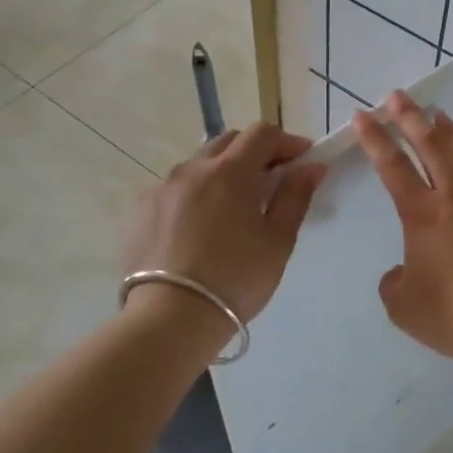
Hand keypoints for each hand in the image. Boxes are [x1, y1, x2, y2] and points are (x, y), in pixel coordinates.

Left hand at [123, 122, 327, 322]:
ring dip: (222, 172)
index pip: (262, 133)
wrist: (171, 318)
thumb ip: (295, 197)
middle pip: (229, 141)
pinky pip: (175, 188)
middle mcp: (192, 168)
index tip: (302, 160)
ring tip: (234, 207)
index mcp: (230, 171)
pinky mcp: (141, 210)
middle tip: (272, 180)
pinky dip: (195, 194)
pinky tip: (201, 226)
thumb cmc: (236, 279)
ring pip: (199, 164)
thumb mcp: (277, 241)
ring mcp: (161, 187)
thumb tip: (312, 166)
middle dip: (254, 152)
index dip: (287, 142)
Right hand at [352, 91, 452, 363]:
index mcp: (421, 214)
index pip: (391, 165)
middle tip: (398, 96)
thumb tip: (403, 269)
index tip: (362, 115)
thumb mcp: (403, 305)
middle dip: (409, 117)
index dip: (374, 138)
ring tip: (437, 114)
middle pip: (429, 144)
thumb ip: (394, 281)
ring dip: (448, 130)